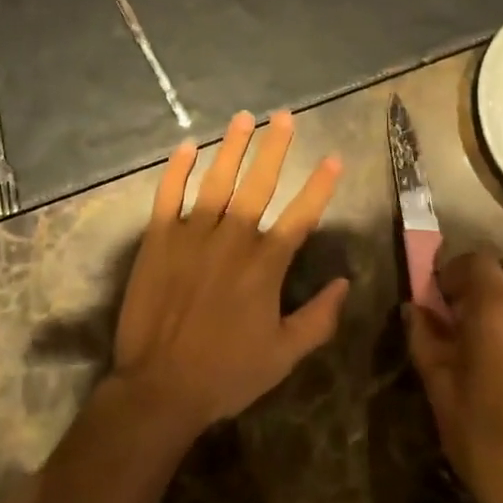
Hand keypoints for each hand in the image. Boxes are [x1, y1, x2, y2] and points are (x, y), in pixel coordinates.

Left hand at [113, 111, 349, 437]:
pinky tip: (188, 146)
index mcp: (265, 265)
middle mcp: (232, 238)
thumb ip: (319, 319)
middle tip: (284, 116)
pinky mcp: (158, 237)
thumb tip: (345, 284)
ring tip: (243, 118)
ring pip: (216, 179)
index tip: (333, 157)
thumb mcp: (283, 356)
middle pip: (259, 183)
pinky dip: (177, 169)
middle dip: (275, 147)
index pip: (300, 216)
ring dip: (232, 146)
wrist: (159, 386)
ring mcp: (192, 234)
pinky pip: (168, 194)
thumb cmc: (226, 373)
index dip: (319, 185)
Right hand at [405, 251, 502, 502]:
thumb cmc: (483, 439)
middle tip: (458, 307)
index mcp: (497, 309)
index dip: (452, 270)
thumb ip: (424, 338)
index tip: (436, 296)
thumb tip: (415, 309)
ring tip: (483, 331)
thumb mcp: (439, 386)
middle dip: (480, 275)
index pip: (476, 260)